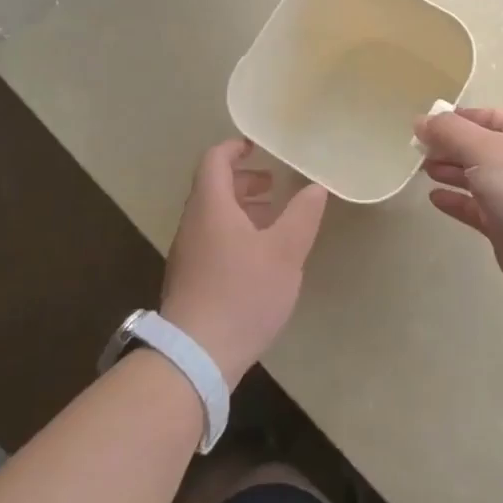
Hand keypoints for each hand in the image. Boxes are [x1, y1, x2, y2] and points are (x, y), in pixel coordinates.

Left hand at [161, 138, 328, 388]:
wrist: (196, 355)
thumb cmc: (243, 293)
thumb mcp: (284, 252)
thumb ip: (302, 215)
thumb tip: (315, 187)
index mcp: (211, 206)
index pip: (214, 160)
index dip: (235, 147)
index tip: (258, 146)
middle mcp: (193, 223)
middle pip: (213, 187)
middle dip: (244, 180)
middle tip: (274, 185)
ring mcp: (188, 253)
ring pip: (213, 215)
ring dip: (241, 208)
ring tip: (273, 218)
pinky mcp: (190, 279)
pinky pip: (211, 239)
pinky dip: (234, 232)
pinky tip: (258, 257)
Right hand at [415, 108, 502, 305]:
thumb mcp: (483, 148)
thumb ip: (448, 131)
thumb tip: (420, 120)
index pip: (485, 117)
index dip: (456, 118)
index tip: (425, 125)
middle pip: (478, 146)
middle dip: (448, 146)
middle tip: (417, 150)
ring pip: (475, 177)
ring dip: (449, 171)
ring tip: (421, 170)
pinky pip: (474, 208)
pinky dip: (455, 201)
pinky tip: (434, 198)